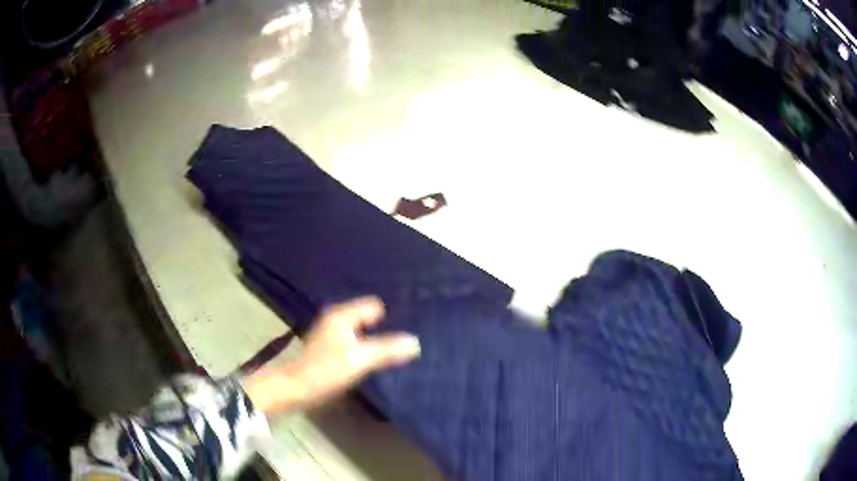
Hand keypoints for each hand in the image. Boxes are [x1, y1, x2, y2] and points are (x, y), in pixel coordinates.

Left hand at [244, 297, 419, 415]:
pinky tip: (377, 360)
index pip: (373, 305)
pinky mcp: (331, 350)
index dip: (391, 315)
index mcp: (342, 315)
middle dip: (386, 327)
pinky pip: (356, 342)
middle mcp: (336, 319)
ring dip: (376, 339)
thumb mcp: (360, 359)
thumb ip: (387, 350)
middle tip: (408, 338)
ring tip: (398, 349)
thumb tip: (415, 342)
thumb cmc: (326, 369)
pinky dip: (366, 348)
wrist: (297, 389)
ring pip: (362, 331)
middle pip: (368, 317)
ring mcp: (333, 335)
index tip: (410, 325)